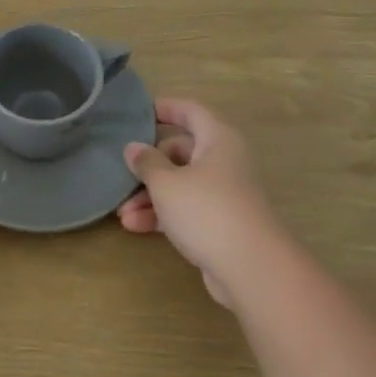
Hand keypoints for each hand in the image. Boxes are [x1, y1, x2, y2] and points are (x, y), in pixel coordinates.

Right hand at [116, 99, 279, 307]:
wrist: (252, 268)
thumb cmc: (207, 210)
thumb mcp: (166, 183)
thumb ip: (146, 162)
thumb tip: (134, 148)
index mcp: (218, 140)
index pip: (191, 111)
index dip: (166, 108)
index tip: (140, 111)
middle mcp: (225, 162)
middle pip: (181, 152)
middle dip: (150, 165)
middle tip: (125, 174)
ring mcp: (225, 194)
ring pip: (181, 184)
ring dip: (151, 196)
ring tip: (123, 213)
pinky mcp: (222, 223)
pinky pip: (187, 209)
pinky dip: (164, 215)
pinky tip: (136, 227)